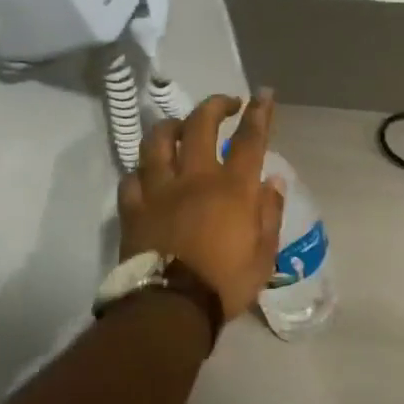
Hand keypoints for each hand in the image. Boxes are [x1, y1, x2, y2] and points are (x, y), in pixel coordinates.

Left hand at [118, 92, 286, 321]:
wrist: (170, 309)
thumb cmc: (225, 283)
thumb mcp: (264, 254)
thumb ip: (269, 213)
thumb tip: (272, 182)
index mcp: (232, 188)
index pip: (249, 139)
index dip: (259, 112)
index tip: (264, 94)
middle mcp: (194, 178)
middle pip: (200, 125)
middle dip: (215, 105)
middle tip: (226, 104)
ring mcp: (158, 190)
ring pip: (157, 141)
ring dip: (172, 126)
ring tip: (180, 128)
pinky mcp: (132, 208)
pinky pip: (132, 178)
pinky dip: (143, 171)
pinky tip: (149, 174)